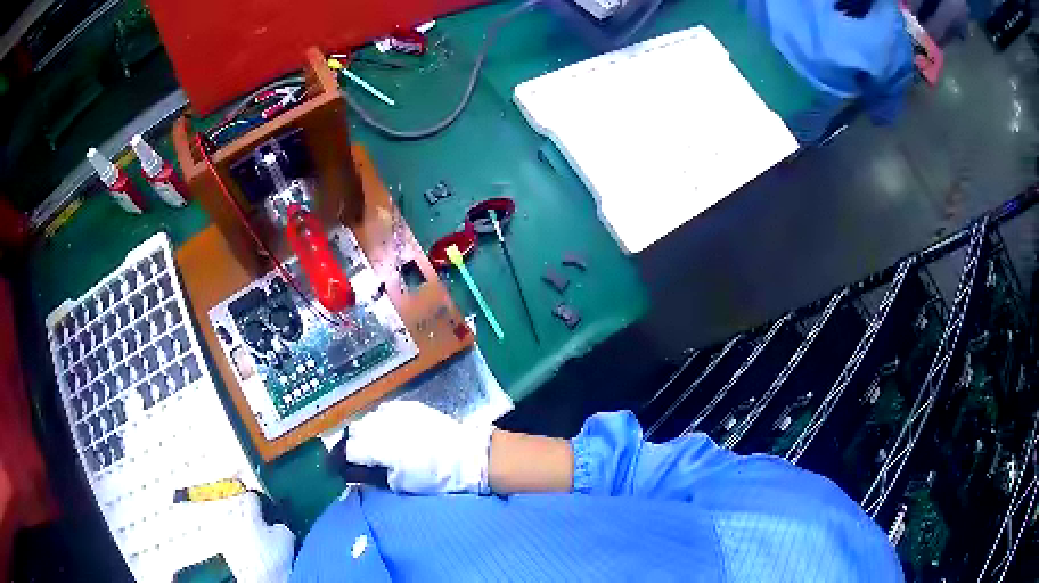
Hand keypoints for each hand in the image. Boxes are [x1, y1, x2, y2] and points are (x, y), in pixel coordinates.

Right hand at [344, 401, 494, 494]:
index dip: (341, 461)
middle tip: (358, 459)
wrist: (467, 456)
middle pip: (355, 431)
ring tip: (373, 446)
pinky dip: (381, 422)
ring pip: (368, 419)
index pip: (348, 449)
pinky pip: (385, 412)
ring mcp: (396, 412)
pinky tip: (389, 433)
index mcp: (379, 446)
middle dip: (353, 445)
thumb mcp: (401, 485)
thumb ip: (373, 476)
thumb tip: (354, 472)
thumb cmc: (435, 477)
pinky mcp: (409, 406)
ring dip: (366, 432)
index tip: (338, 468)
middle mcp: (383, 423)